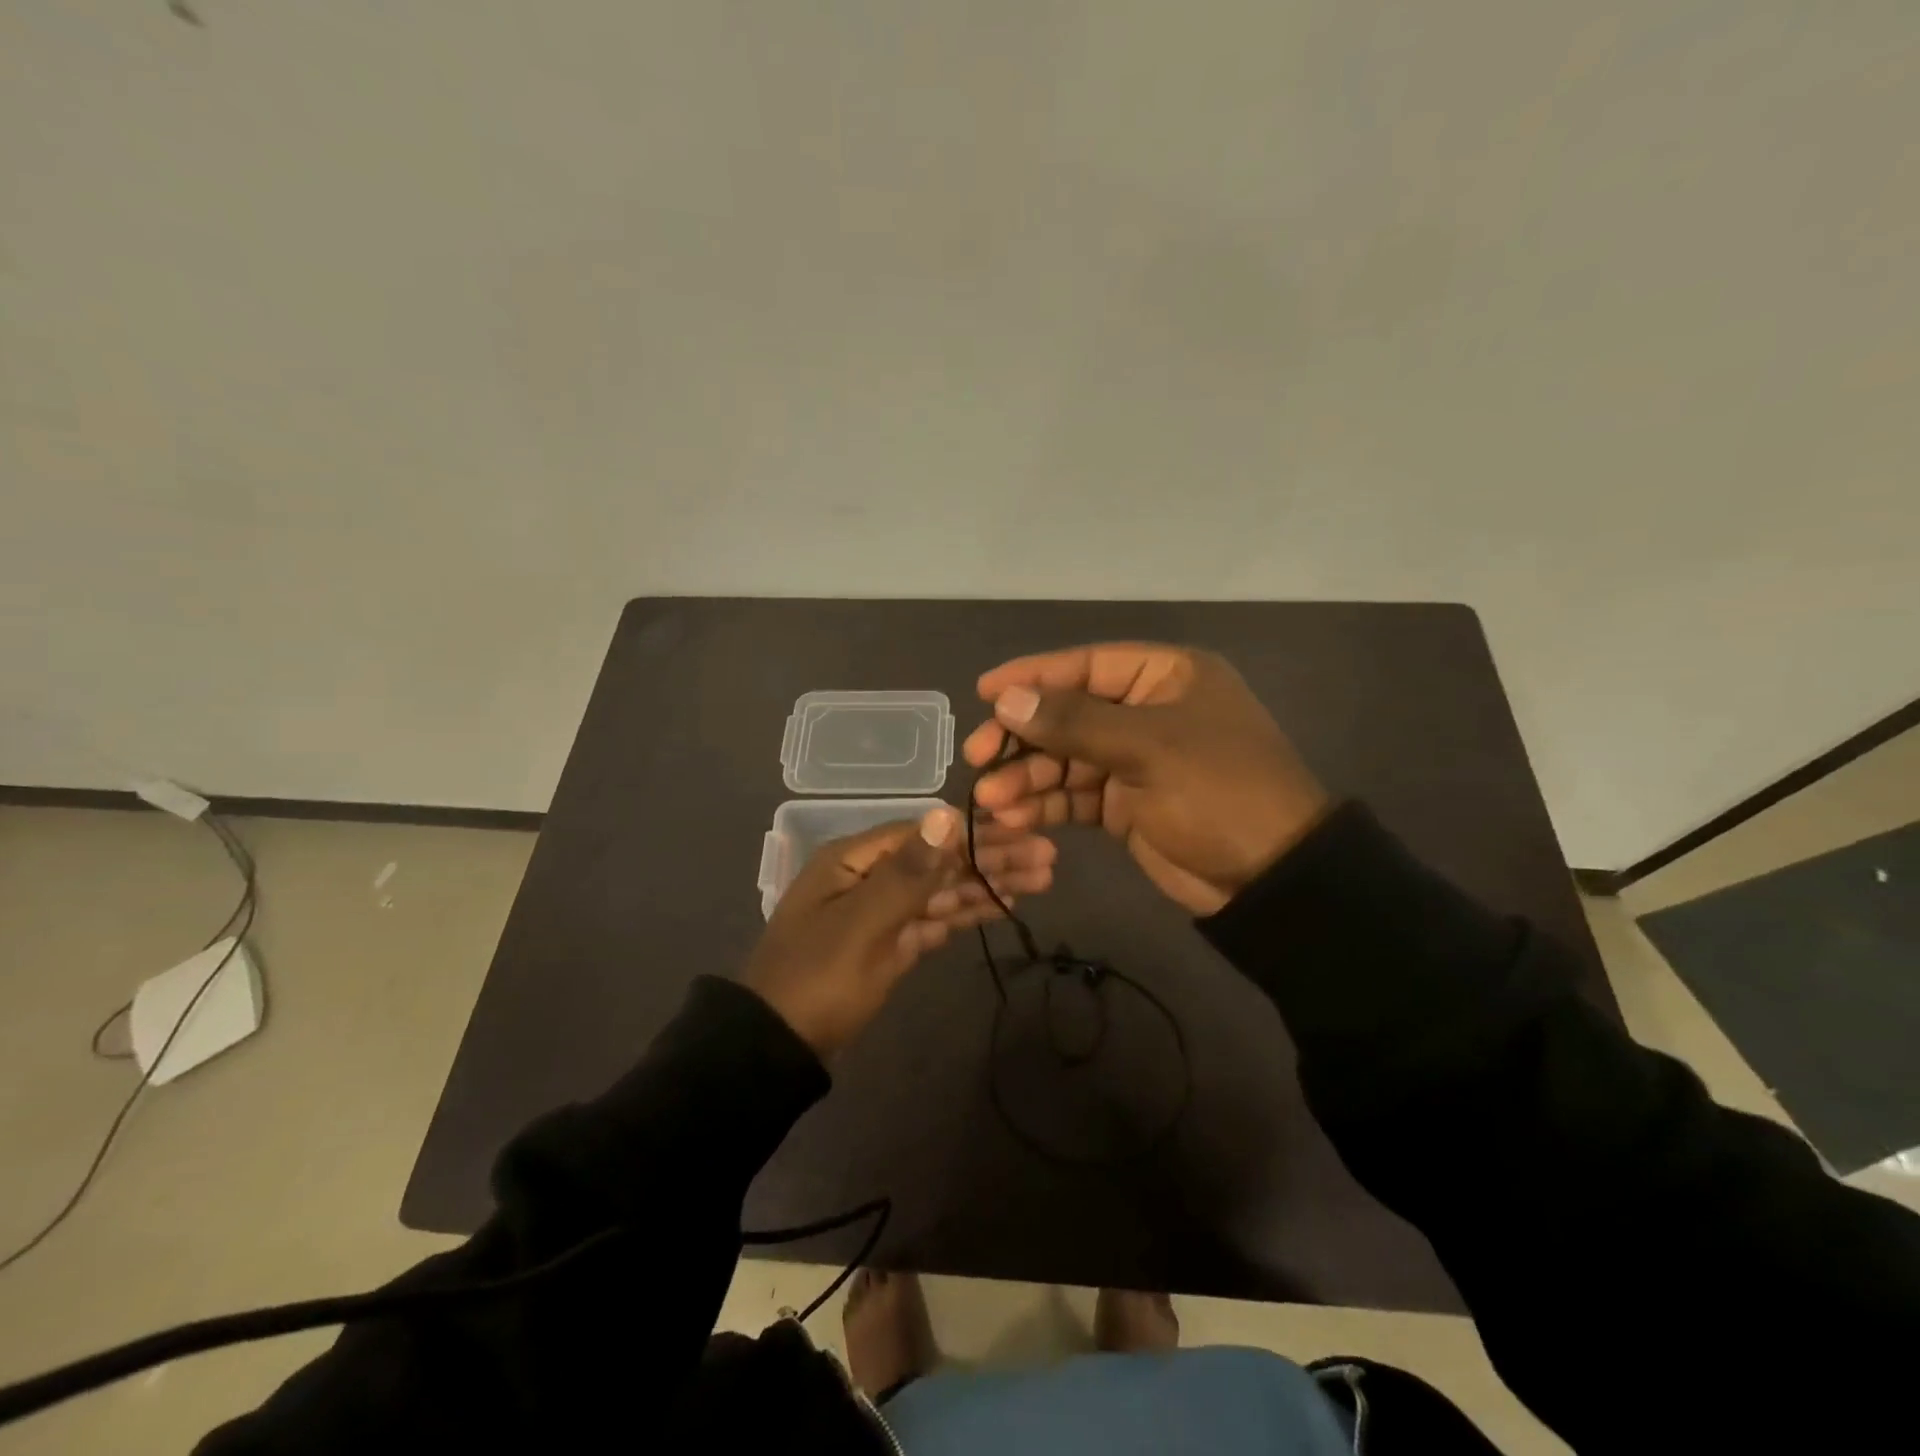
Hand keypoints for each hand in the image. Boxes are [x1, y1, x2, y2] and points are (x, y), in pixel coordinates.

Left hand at [744, 806, 1056, 1055]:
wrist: (778, 1047)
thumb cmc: (817, 978)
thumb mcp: (862, 923)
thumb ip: (908, 872)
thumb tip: (946, 814)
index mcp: (856, 860)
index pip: (928, 834)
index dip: (977, 833)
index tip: (1024, 831)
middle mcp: (871, 877)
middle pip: (941, 861)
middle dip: (993, 858)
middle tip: (1048, 859)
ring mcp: (882, 912)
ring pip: (943, 891)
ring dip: (988, 884)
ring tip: (1041, 880)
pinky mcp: (891, 945)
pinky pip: (934, 920)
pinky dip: (966, 912)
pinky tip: (1002, 906)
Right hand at [962, 644, 1329, 915]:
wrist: (1270, 879)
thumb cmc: (1218, 792)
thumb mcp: (1148, 748)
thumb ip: (1073, 722)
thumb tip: (1006, 699)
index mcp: (1166, 678)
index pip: (1086, 666)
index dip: (1032, 677)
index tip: (983, 691)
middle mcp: (1147, 711)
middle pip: (1068, 713)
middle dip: (1022, 738)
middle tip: (976, 756)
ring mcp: (1135, 760)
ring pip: (1065, 759)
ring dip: (1027, 777)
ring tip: (991, 801)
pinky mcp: (1125, 804)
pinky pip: (1075, 795)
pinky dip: (1046, 804)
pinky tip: (1014, 816)